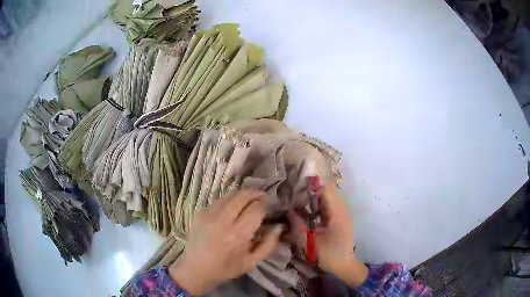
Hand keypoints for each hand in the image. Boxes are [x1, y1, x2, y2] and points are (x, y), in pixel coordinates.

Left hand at [169, 190, 282, 294]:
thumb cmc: (226, 268)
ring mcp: (209, 214)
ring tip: (250, 200)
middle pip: (242, 196)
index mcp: (237, 235)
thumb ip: (268, 244)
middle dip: (256, 193)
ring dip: (243, 195)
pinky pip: (219, 201)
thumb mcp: (251, 262)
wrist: (195, 269)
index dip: (266, 204)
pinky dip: (229, 201)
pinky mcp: (200, 213)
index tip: (270, 205)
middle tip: (263, 196)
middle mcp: (222, 221)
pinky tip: (233, 209)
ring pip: (230, 195)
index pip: (256, 209)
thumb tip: (278, 226)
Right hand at [289, 183, 368, 287]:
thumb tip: (288, 211)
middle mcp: (342, 210)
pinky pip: (330, 205)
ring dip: (315, 199)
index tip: (297, 200)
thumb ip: (297, 226)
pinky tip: (310, 214)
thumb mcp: (309, 243)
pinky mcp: (341, 218)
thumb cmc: (328, 255)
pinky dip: (319, 206)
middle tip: (297, 201)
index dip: (310, 191)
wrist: (344, 265)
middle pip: (328, 191)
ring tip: (302, 206)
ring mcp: (343, 213)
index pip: (325, 191)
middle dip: (311, 193)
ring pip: (329, 197)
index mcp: (337, 214)